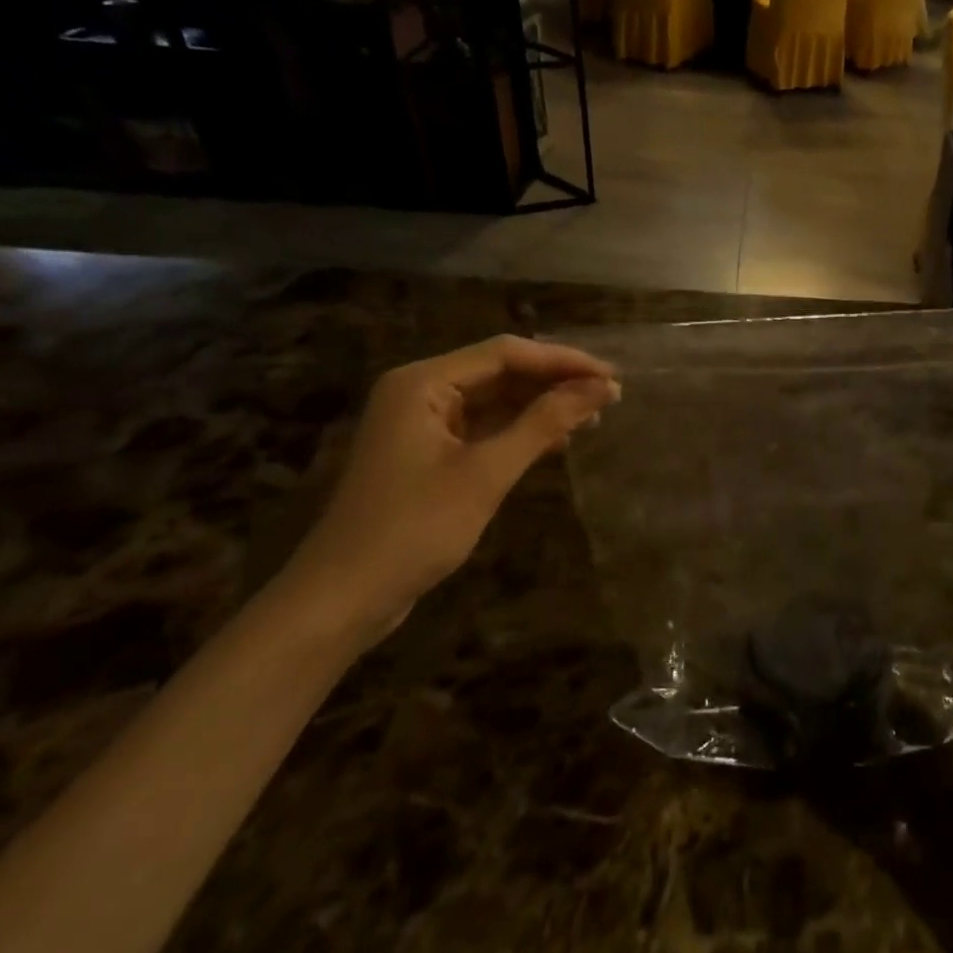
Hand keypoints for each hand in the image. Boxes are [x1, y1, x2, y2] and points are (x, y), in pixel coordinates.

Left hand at [280, 337, 619, 641]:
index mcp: (423, 383)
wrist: (341, 600)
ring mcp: (422, 424)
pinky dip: (520, 432)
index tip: (611, 377)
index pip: (506, 353)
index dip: (564, 361)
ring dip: (542, 407)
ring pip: (495, 400)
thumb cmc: (414, 528)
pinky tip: (556, 441)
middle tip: (609, 397)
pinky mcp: (427, 454)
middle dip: (555, 382)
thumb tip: (602, 388)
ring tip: (593, 417)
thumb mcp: (487, 472)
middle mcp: (420, 392)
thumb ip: (545, 423)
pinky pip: (484, 428)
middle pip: (501, 371)